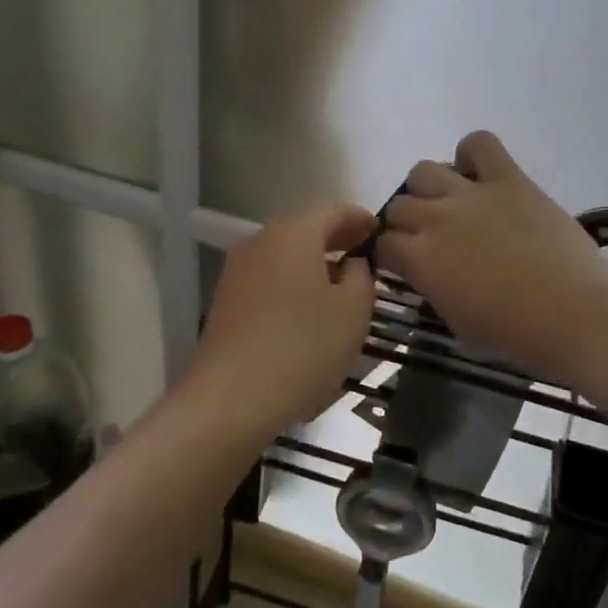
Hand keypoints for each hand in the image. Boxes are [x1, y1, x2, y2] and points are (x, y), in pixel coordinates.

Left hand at [189, 203, 378, 431]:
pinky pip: (269, 280)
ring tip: (339, 286)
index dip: (361, 219)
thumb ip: (361, 276)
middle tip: (364, 255)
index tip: (381, 232)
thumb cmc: (304, 346)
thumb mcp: (353, 310)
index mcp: (295, 233)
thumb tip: (351, 263)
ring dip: (313, 264)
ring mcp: (238, 270)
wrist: (232, 396)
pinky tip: (307, 310)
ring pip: (285, 256)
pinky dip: (292, 285)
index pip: (335, 211)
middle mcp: (261, 240)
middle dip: (336, 240)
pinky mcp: (226, 300)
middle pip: (306, 230)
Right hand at [378, 131, 607, 382]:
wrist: (574, 313)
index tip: (403, 264)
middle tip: (429, 238)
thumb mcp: (457, 321)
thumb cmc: (515, 333)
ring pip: (424, 170)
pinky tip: (481, 176)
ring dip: (429, 189)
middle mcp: (436, 218)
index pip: (382, 244)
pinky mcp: (509, 179)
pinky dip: (473, 155)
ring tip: (451, 205)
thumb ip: (433, 289)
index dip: (390, 254)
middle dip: (407, 223)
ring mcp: (471, 193)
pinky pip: (479, 143)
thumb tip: (429, 274)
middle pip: (399, 204)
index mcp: (420, 259)